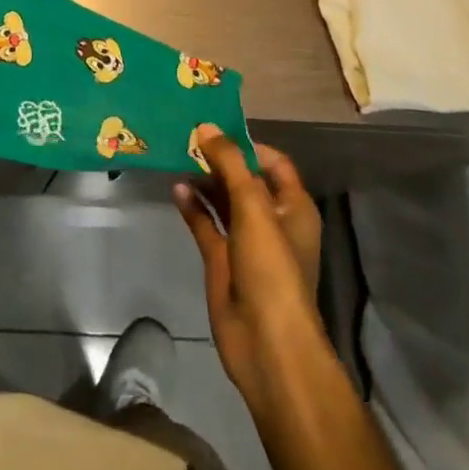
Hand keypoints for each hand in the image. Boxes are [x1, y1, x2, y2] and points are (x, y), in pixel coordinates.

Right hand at [174, 127, 325, 418]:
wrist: (266, 343)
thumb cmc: (271, 267)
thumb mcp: (253, 206)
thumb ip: (230, 163)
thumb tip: (206, 127)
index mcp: (293, 206)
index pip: (273, 163)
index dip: (247, 145)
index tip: (216, 129)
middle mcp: (271, 220)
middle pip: (244, 180)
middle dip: (220, 160)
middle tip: (188, 136)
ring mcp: (246, 242)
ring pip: (223, 201)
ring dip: (204, 181)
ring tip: (177, 156)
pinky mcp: (222, 261)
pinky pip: (206, 224)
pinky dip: (192, 207)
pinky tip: (175, 189)